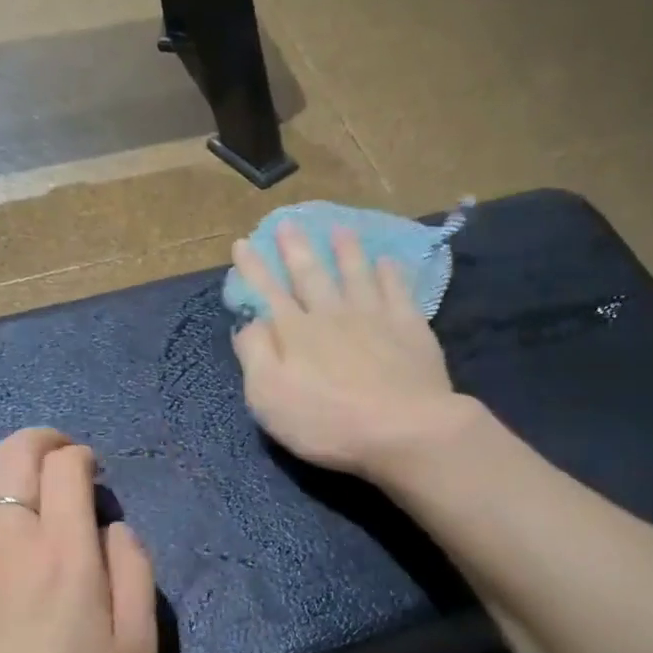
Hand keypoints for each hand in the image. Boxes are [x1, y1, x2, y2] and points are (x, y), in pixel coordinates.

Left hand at [0, 429, 157, 652]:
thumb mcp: (138, 648)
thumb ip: (134, 571)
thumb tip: (112, 528)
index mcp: (63, 548)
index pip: (66, 465)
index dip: (83, 457)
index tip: (94, 474)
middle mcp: (3, 534)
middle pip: (13, 453)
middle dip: (42, 443)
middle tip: (61, 461)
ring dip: (3, 466)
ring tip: (21, 487)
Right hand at [230, 222, 471, 479]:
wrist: (404, 429)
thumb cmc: (328, 423)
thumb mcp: (269, 398)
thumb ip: (255, 356)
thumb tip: (249, 324)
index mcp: (296, 334)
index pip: (268, 294)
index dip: (254, 270)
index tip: (243, 244)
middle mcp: (332, 315)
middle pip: (311, 275)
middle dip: (295, 249)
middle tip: (286, 223)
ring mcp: (374, 317)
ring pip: (355, 274)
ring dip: (345, 251)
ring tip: (338, 229)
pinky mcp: (410, 328)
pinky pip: (397, 290)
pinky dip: (390, 273)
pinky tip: (387, 262)